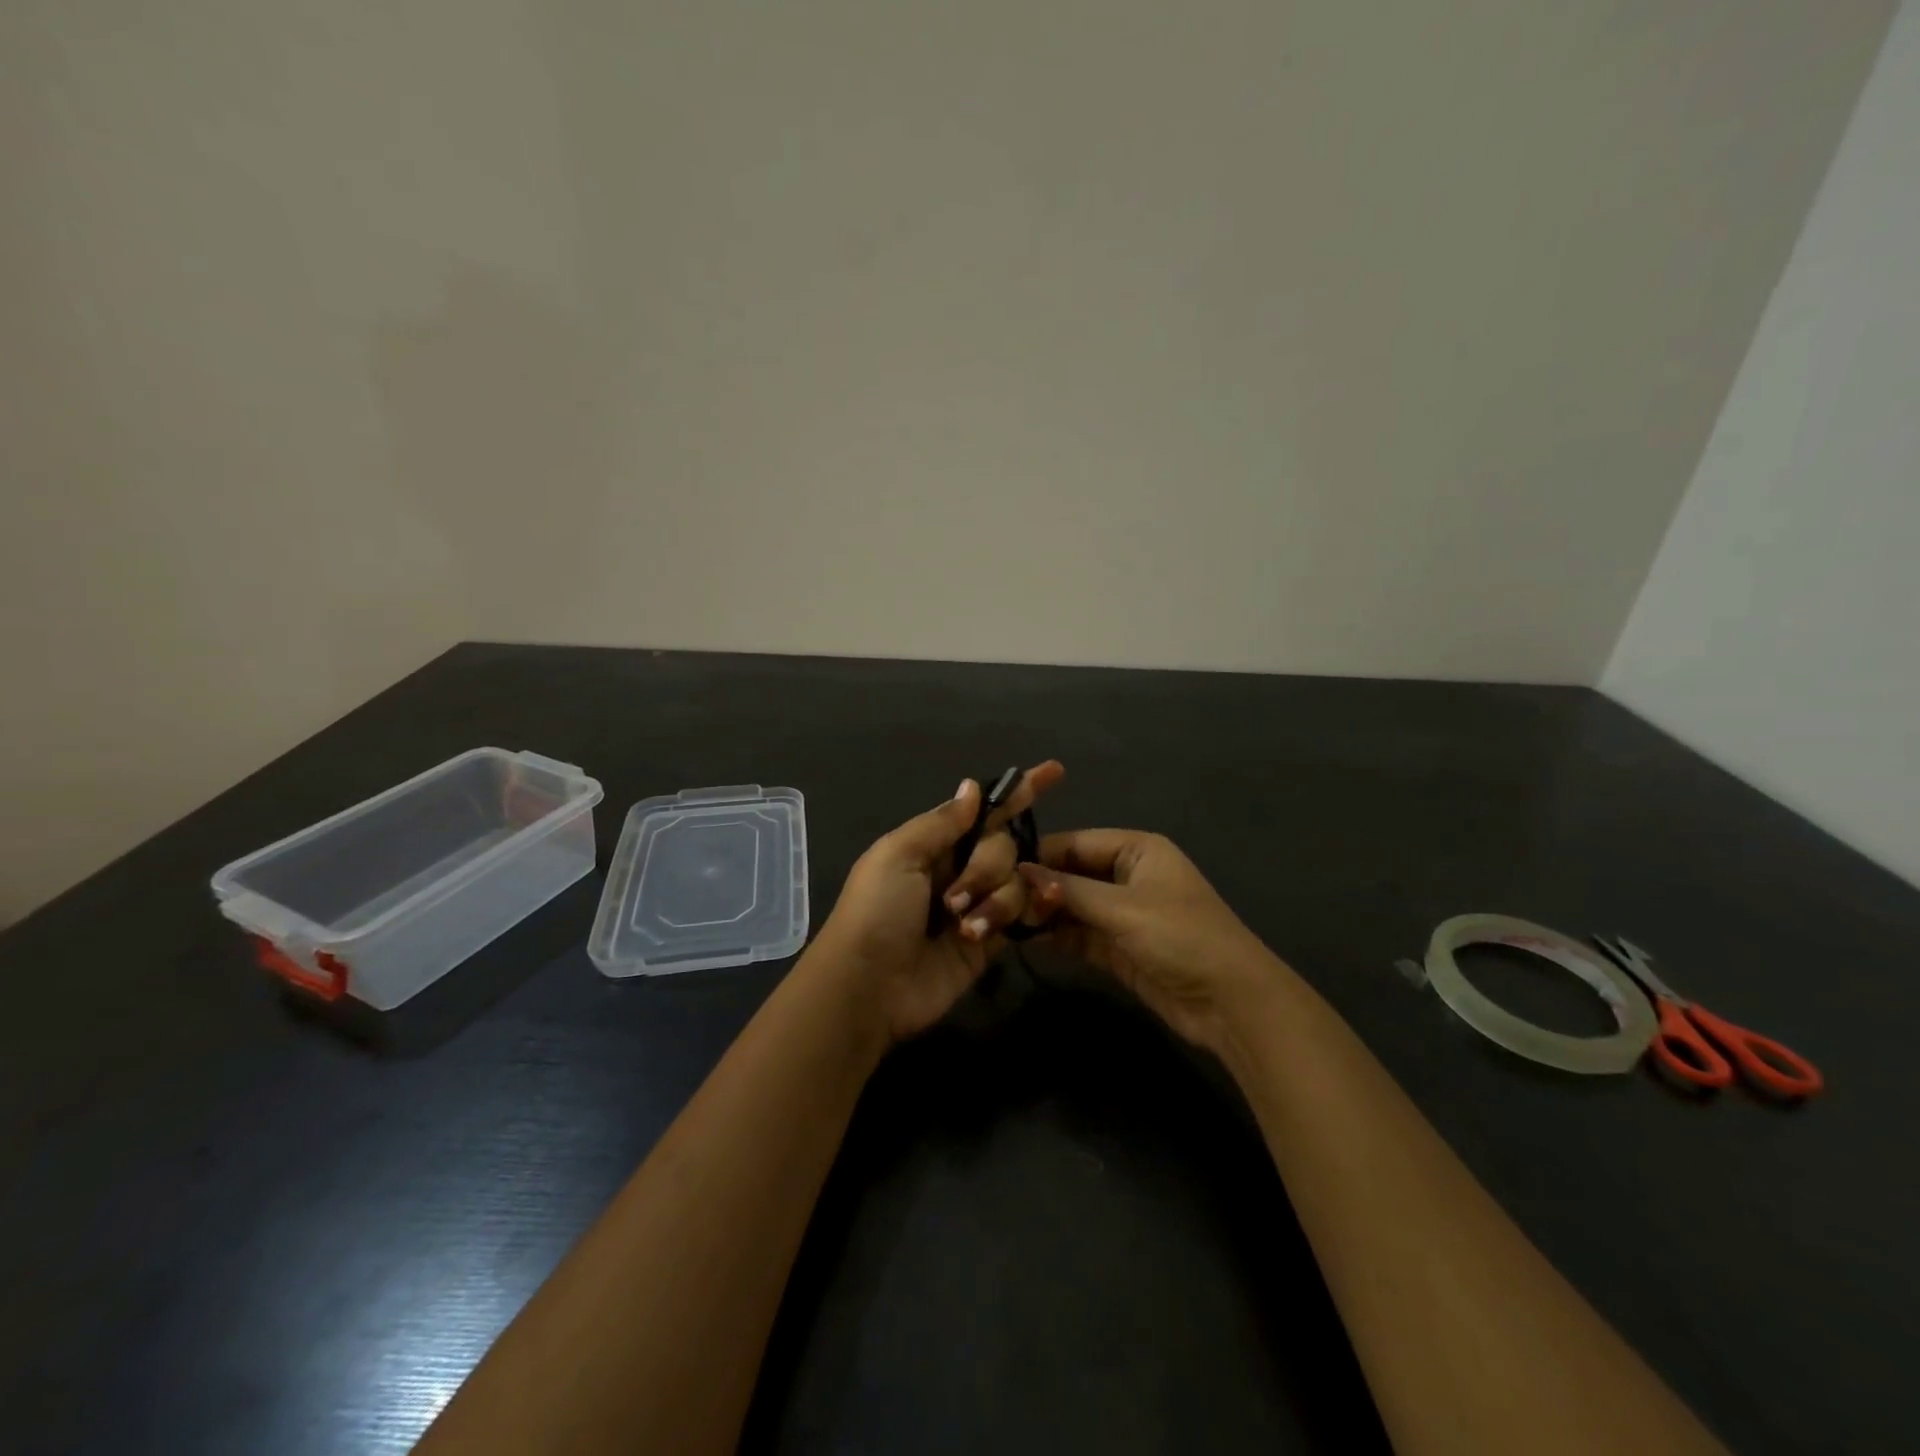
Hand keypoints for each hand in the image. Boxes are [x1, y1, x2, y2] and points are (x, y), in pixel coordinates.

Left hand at [812, 762, 1065, 1044]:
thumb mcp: (898, 855)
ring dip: (995, 899)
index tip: (1053, 771)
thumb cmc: (876, 912)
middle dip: (987, 865)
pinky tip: (1018, 917)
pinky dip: (1026, 910)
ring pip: (1017, 879)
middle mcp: (959, 868)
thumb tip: (973, 786)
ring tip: (963, 927)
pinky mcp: (992, 940)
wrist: (869, 987)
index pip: (983, 810)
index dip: (1016, 792)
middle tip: (952, 899)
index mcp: (933, 843)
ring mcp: (977, 904)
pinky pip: (1024, 913)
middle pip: (1003, 845)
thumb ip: (942, 822)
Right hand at [1018, 830, 1284, 1055]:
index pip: (1075, 842)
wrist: (1231, 1004)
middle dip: (1036, 886)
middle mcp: (1126, 875)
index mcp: (1136, 849)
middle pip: (1070, 873)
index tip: (993, 866)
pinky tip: (1022, 938)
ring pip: (1071, 906)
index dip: (1038, 855)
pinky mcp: (1117, 948)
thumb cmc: (1181, 937)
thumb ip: (1069, 891)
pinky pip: (1078, 934)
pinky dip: (1054, 936)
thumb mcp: (1123, 908)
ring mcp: (1121, 913)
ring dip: (1041, 913)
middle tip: (991, 898)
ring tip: (998, 919)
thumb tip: (1018, 872)